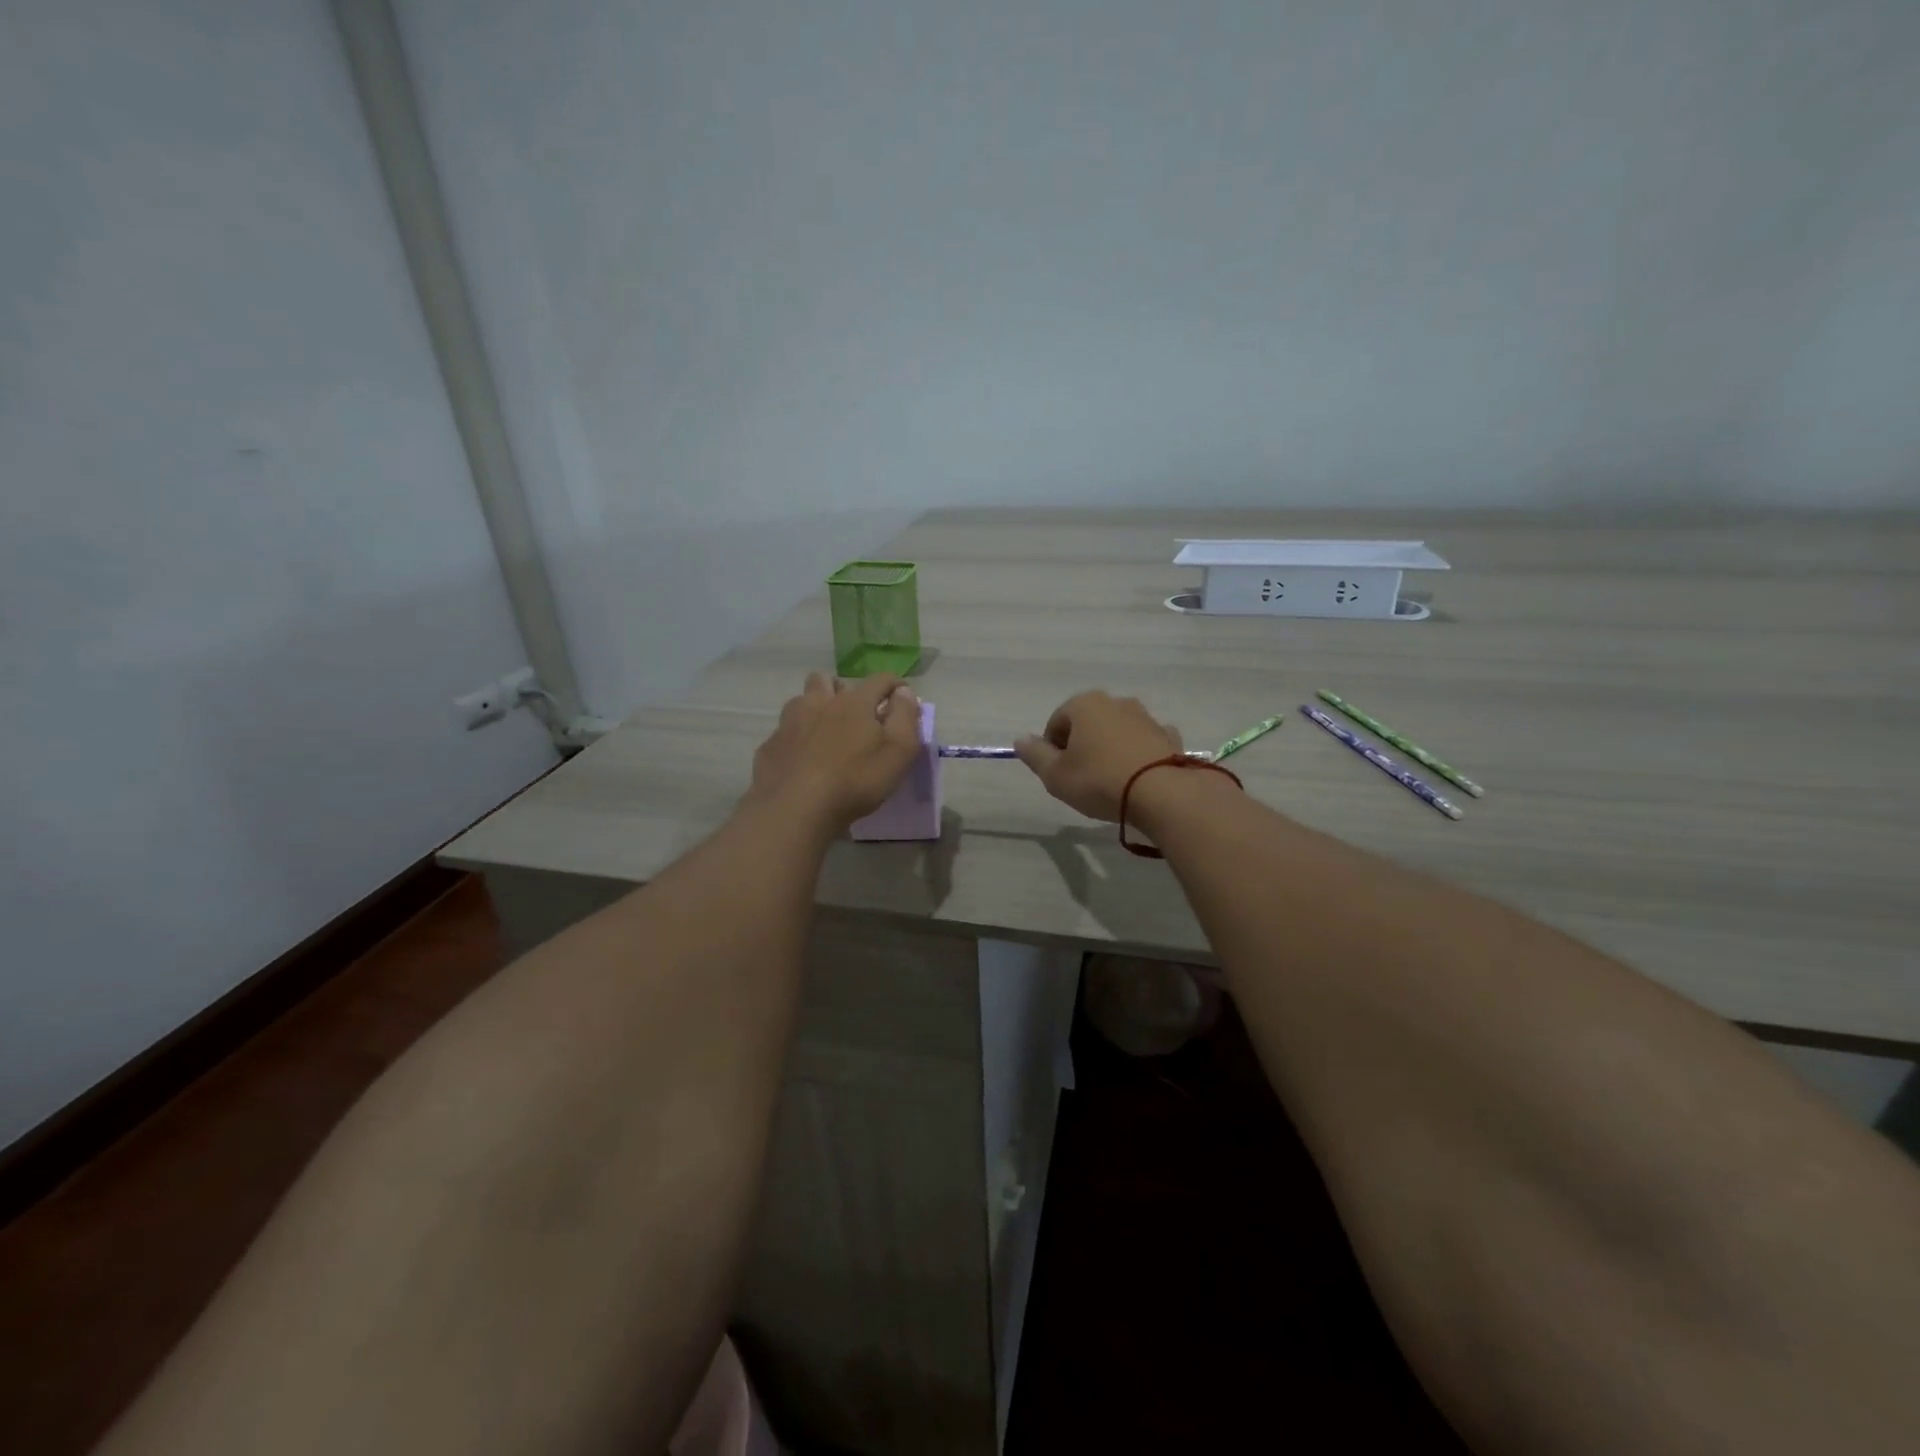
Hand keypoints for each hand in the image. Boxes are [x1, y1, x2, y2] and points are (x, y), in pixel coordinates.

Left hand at [748, 673, 922, 833]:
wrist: (795, 808)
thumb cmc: (856, 780)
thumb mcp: (899, 752)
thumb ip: (905, 718)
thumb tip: (904, 693)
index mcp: (854, 702)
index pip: (879, 680)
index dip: (894, 685)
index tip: (902, 696)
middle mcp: (819, 703)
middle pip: (827, 680)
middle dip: (842, 689)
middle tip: (853, 713)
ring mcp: (789, 723)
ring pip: (801, 701)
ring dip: (814, 708)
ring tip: (824, 731)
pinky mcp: (771, 745)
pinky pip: (784, 731)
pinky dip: (795, 738)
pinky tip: (801, 758)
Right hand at [1014, 691, 1183, 821]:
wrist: (1163, 794)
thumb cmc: (1099, 781)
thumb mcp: (1055, 775)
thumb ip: (1035, 755)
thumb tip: (1021, 739)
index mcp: (1084, 704)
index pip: (1056, 722)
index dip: (1052, 749)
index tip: (1058, 774)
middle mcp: (1116, 702)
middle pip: (1087, 724)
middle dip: (1081, 746)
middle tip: (1081, 779)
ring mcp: (1146, 717)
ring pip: (1117, 731)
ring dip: (1109, 749)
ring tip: (1110, 781)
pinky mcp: (1169, 736)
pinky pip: (1144, 743)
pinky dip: (1137, 754)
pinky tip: (1138, 777)